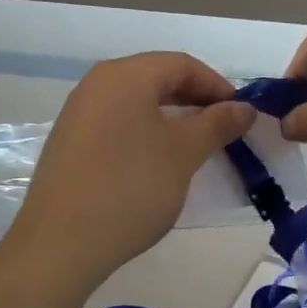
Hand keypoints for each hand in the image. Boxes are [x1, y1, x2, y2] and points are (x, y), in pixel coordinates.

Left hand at [12, 52, 254, 284]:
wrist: (61, 243)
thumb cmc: (131, 186)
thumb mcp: (184, 153)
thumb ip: (217, 123)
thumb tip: (245, 107)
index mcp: (125, 75)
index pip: (182, 64)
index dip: (217, 85)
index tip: (241, 113)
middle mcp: (97, 83)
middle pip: (156, 77)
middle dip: (194, 99)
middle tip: (223, 129)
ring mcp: (78, 111)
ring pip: (136, 101)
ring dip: (170, 116)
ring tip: (195, 145)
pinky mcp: (69, 141)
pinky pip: (116, 121)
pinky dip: (144, 131)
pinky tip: (156, 161)